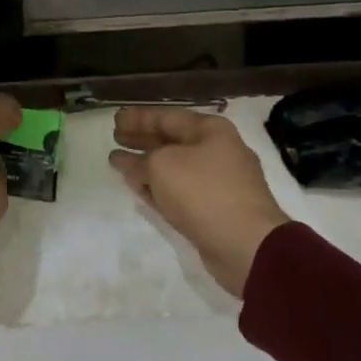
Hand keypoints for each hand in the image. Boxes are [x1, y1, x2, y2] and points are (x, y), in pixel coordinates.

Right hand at [110, 107, 290, 297]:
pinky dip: (159, 187)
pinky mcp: (215, 208)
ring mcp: (218, 181)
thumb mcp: (161, 166)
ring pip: (174, 167)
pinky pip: (180, 190)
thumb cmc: (203, 192)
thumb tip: (124, 161)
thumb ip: (138, 161)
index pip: (166, 116)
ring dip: (147, 165)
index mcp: (210, 130)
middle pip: (171, 140)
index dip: (138, 118)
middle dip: (142, 139)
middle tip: (116, 137)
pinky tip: (141, 189)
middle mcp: (217, 151)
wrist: (246, 244)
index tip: (114, 120)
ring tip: (120, 163)